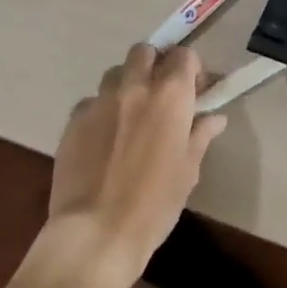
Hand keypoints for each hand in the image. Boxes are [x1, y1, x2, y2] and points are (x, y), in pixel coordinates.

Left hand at [47, 44, 225, 282]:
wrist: (96, 235)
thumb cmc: (154, 204)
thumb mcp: (188, 170)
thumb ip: (200, 135)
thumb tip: (213, 118)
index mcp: (171, 94)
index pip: (184, 55)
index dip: (190, 69)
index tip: (194, 90)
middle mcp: (136, 86)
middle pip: (144, 51)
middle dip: (153, 64)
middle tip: (158, 92)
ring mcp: (101, 102)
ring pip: (114, 73)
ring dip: (125, 84)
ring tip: (127, 113)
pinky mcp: (72, 122)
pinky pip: (89, 103)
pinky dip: (99, 112)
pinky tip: (101, 138)